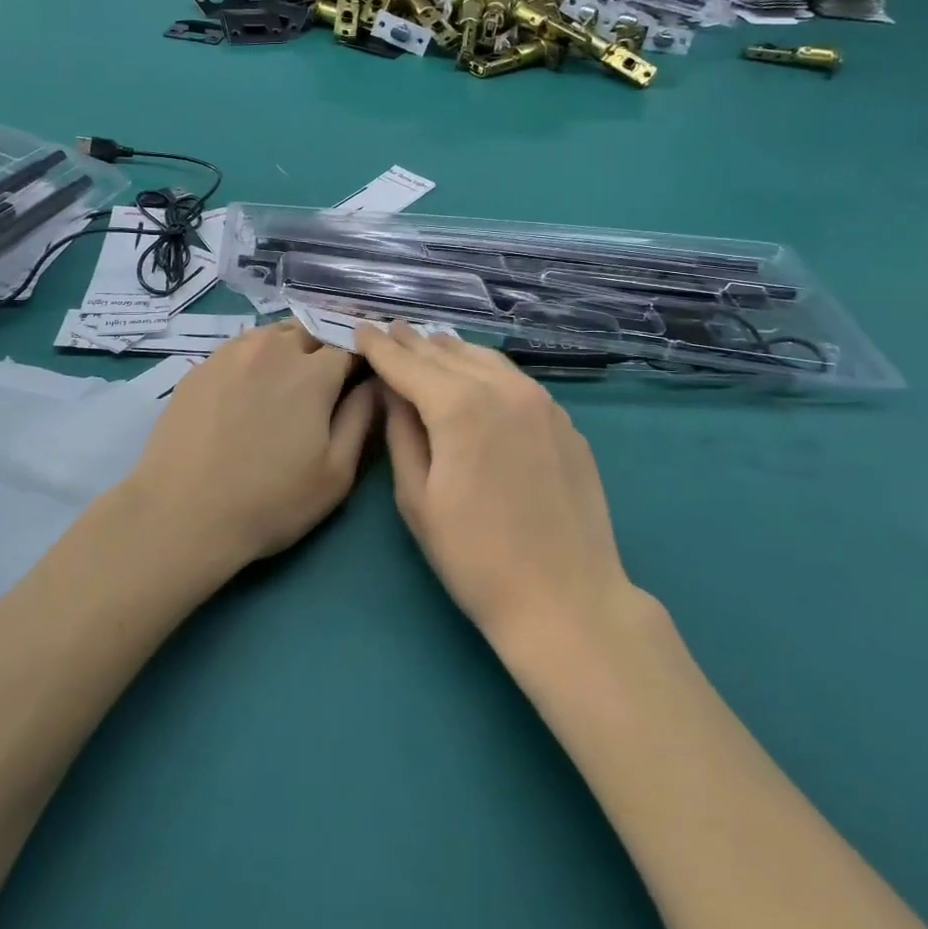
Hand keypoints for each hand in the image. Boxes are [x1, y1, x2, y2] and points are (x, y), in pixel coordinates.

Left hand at [120, 321, 377, 575]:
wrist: (182, 514)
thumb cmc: (270, 501)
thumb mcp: (336, 473)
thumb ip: (362, 417)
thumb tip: (376, 382)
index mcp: (314, 371)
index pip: (351, 344)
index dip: (363, 357)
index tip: (364, 375)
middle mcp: (273, 348)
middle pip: (312, 330)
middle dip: (327, 347)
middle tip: (327, 381)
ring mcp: (231, 352)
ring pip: (274, 334)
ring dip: (290, 347)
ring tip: (288, 381)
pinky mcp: (200, 366)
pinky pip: (240, 348)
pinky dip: (256, 358)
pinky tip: (248, 389)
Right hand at [356, 324, 632, 645]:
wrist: (566, 600)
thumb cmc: (475, 557)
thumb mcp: (417, 498)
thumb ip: (401, 433)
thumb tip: (392, 392)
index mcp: (459, 406)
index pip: (408, 363)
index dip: (380, 346)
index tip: (360, 328)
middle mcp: (503, 388)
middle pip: (447, 353)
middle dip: (413, 342)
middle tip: (390, 330)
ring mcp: (541, 402)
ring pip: (485, 358)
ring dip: (451, 350)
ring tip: (428, 345)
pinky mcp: (564, 421)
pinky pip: (515, 380)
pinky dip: (486, 370)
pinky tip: (476, 377)